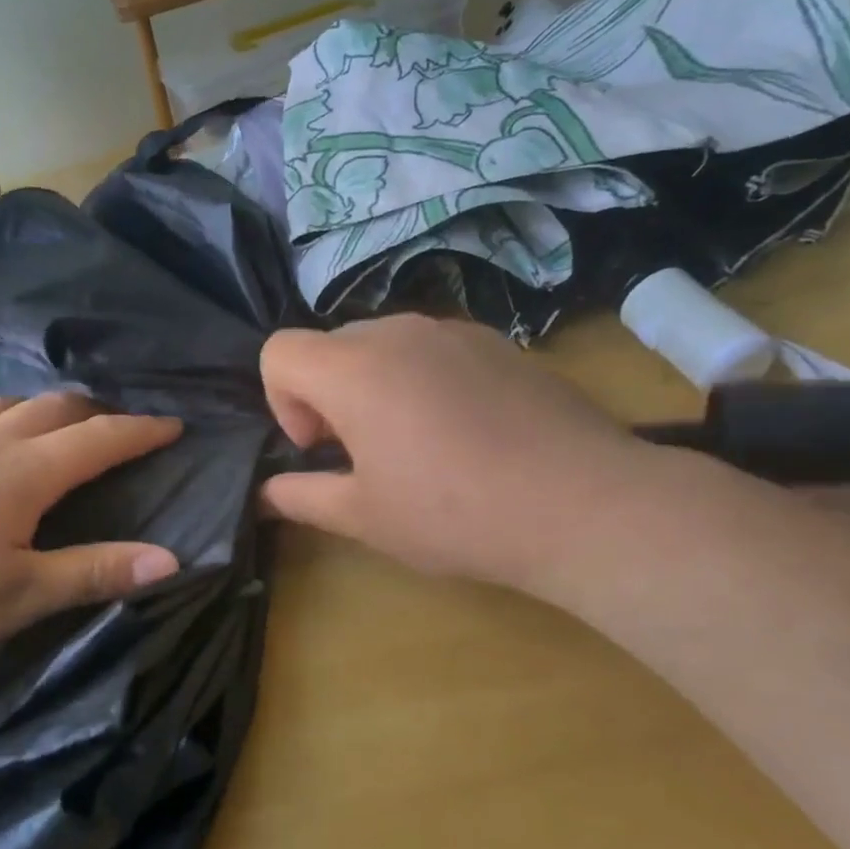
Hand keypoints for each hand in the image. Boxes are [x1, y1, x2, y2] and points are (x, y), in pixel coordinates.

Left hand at [0, 393, 182, 661]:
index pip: (100, 439)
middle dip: (94, 412)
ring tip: (52, 420)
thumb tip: (170, 558)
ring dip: (36, 407)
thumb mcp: (17, 597)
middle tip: (118, 426)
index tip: (174, 424)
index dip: (141, 430)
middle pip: (53, 408)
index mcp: (25, 473)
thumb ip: (93, 573)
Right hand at [259, 315, 657, 596]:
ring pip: (384, 345)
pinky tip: (466, 433)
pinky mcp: (500, 343)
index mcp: (353, 369)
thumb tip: (266, 493)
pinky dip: (425, 380)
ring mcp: (455, 331)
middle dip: (327, 394)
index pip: (278, 352)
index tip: (319, 447)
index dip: (282, 401)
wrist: (583, 504)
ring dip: (376, 386)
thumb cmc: (453, 514)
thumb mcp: (363, 517)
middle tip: (363, 452)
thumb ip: (301, 497)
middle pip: (331, 345)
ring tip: (417, 444)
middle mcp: (398, 332)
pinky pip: (435, 350)